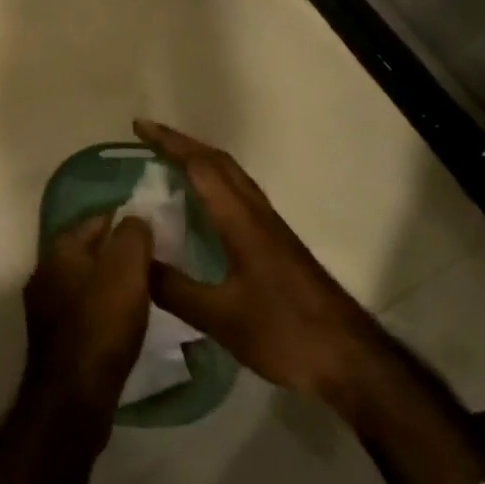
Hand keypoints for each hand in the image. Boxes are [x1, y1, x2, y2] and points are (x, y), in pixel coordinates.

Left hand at [22, 211, 154, 419]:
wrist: (74, 397)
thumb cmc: (102, 323)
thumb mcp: (127, 268)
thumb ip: (133, 234)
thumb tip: (135, 219)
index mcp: (60, 247)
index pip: (98, 218)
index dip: (127, 222)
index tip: (154, 233)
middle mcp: (45, 270)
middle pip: (90, 250)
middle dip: (118, 253)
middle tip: (152, 263)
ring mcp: (45, 305)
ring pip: (86, 280)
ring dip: (110, 283)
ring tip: (142, 293)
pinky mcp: (53, 337)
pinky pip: (83, 309)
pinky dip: (103, 309)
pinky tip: (122, 322)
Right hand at [135, 120, 383, 406]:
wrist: (349, 357)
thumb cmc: (285, 331)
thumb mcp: (221, 318)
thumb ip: (176, 289)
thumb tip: (135, 261)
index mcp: (241, 220)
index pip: (201, 166)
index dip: (169, 143)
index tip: (139, 126)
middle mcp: (256, 212)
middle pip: (219, 162)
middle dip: (182, 144)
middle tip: (148, 139)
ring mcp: (270, 227)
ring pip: (232, 177)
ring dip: (200, 160)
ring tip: (168, 163)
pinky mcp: (277, 243)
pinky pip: (239, 195)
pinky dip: (214, 183)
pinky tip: (203, 207)